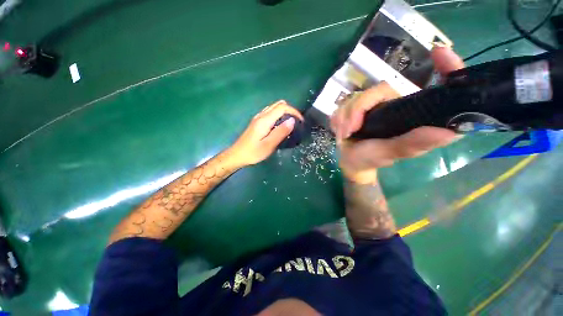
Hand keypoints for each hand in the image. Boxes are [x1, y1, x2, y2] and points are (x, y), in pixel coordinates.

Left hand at [229, 100, 303, 166]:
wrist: (237, 155)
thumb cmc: (253, 152)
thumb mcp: (269, 145)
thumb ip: (281, 132)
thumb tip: (292, 120)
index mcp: (265, 120)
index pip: (282, 107)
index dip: (294, 111)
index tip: (301, 121)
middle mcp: (261, 115)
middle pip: (278, 104)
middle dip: (290, 110)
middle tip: (297, 122)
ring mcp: (258, 118)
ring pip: (274, 107)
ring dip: (284, 112)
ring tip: (290, 124)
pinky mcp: (257, 122)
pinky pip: (270, 113)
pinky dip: (278, 115)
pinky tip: (280, 125)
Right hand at [331, 46, 464, 181]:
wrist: (350, 161)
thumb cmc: (371, 158)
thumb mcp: (391, 152)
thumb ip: (412, 143)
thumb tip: (448, 132)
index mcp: (412, 114)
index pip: (436, 86)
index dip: (446, 68)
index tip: (439, 52)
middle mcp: (395, 104)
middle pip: (377, 90)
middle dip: (356, 110)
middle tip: (350, 130)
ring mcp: (373, 105)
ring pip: (354, 98)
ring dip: (344, 118)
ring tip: (344, 134)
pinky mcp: (356, 107)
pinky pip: (343, 105)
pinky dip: (338, 119)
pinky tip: (341, 130)